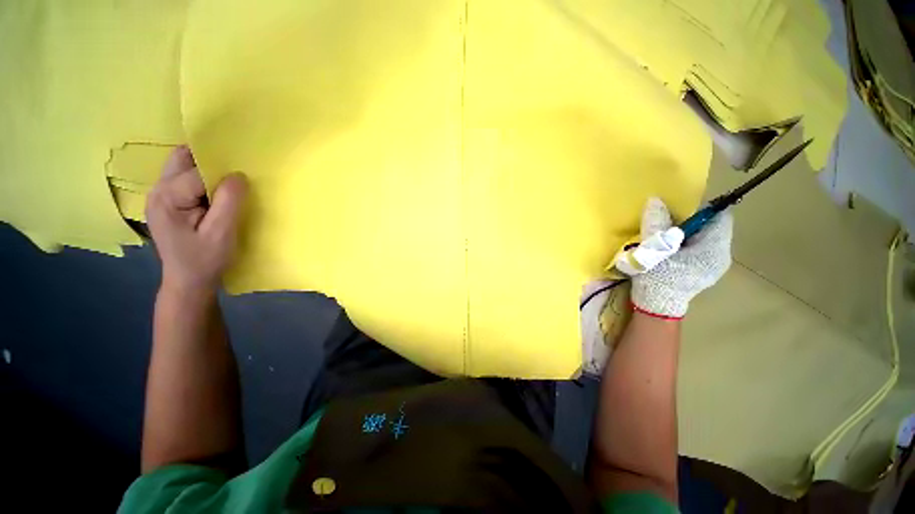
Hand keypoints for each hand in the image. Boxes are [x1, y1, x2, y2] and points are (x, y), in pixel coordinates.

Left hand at [145, 146, 247, 293]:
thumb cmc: (205, 260)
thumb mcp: (221, 232)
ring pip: (182, 166)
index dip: (221, 173)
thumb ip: (229, 201)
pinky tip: (216, 194)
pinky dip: (202, 180)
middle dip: (209, 160)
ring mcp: (160, 196)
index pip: (197, 172)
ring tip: (227, 186)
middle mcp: (157, 191)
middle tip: (234, 176)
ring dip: (206, 170)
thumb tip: (239, 175)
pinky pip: (185, 179)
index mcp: (167, 198)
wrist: (188, 282)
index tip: (243, 181)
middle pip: (182, 159)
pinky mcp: (167, 203)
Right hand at [631, 197, 731, 318]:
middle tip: (665, 222)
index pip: (720, 216)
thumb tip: (656, 200)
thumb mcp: (653, 249)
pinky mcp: (703, 269)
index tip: (677, 209)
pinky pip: (697, 247)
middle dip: (689, 220)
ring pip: (702, 237)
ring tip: (663, 236)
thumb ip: (656, 224)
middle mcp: (721, 255)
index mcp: (715, 249)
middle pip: (710, 226)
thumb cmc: (657, 279)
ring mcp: (713, 264)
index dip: (701, 208)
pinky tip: (667, 249)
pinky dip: (683, 242)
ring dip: (684, 232)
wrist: (655, 307)